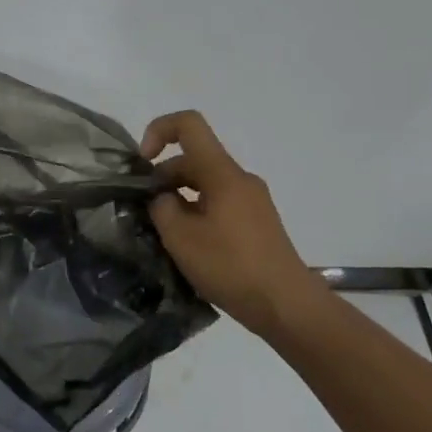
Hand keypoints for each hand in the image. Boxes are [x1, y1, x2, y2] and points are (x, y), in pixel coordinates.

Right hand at [140, 110, 327, 334]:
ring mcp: (252, 201)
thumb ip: (162, 208)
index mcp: (222, 173)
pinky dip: (198, 214)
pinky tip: (190, 247)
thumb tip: (163, 198)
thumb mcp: (181, 238)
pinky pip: (220, 203)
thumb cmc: (232, 267)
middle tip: (146, 213)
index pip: (189, 125)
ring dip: (180, 199)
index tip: (143, 162)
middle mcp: (240, 179)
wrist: (287, 306)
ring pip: (206, 184)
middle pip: (194, 159)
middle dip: (164, 178)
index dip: (159, 131)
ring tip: (165, 235)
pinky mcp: (258, 223)